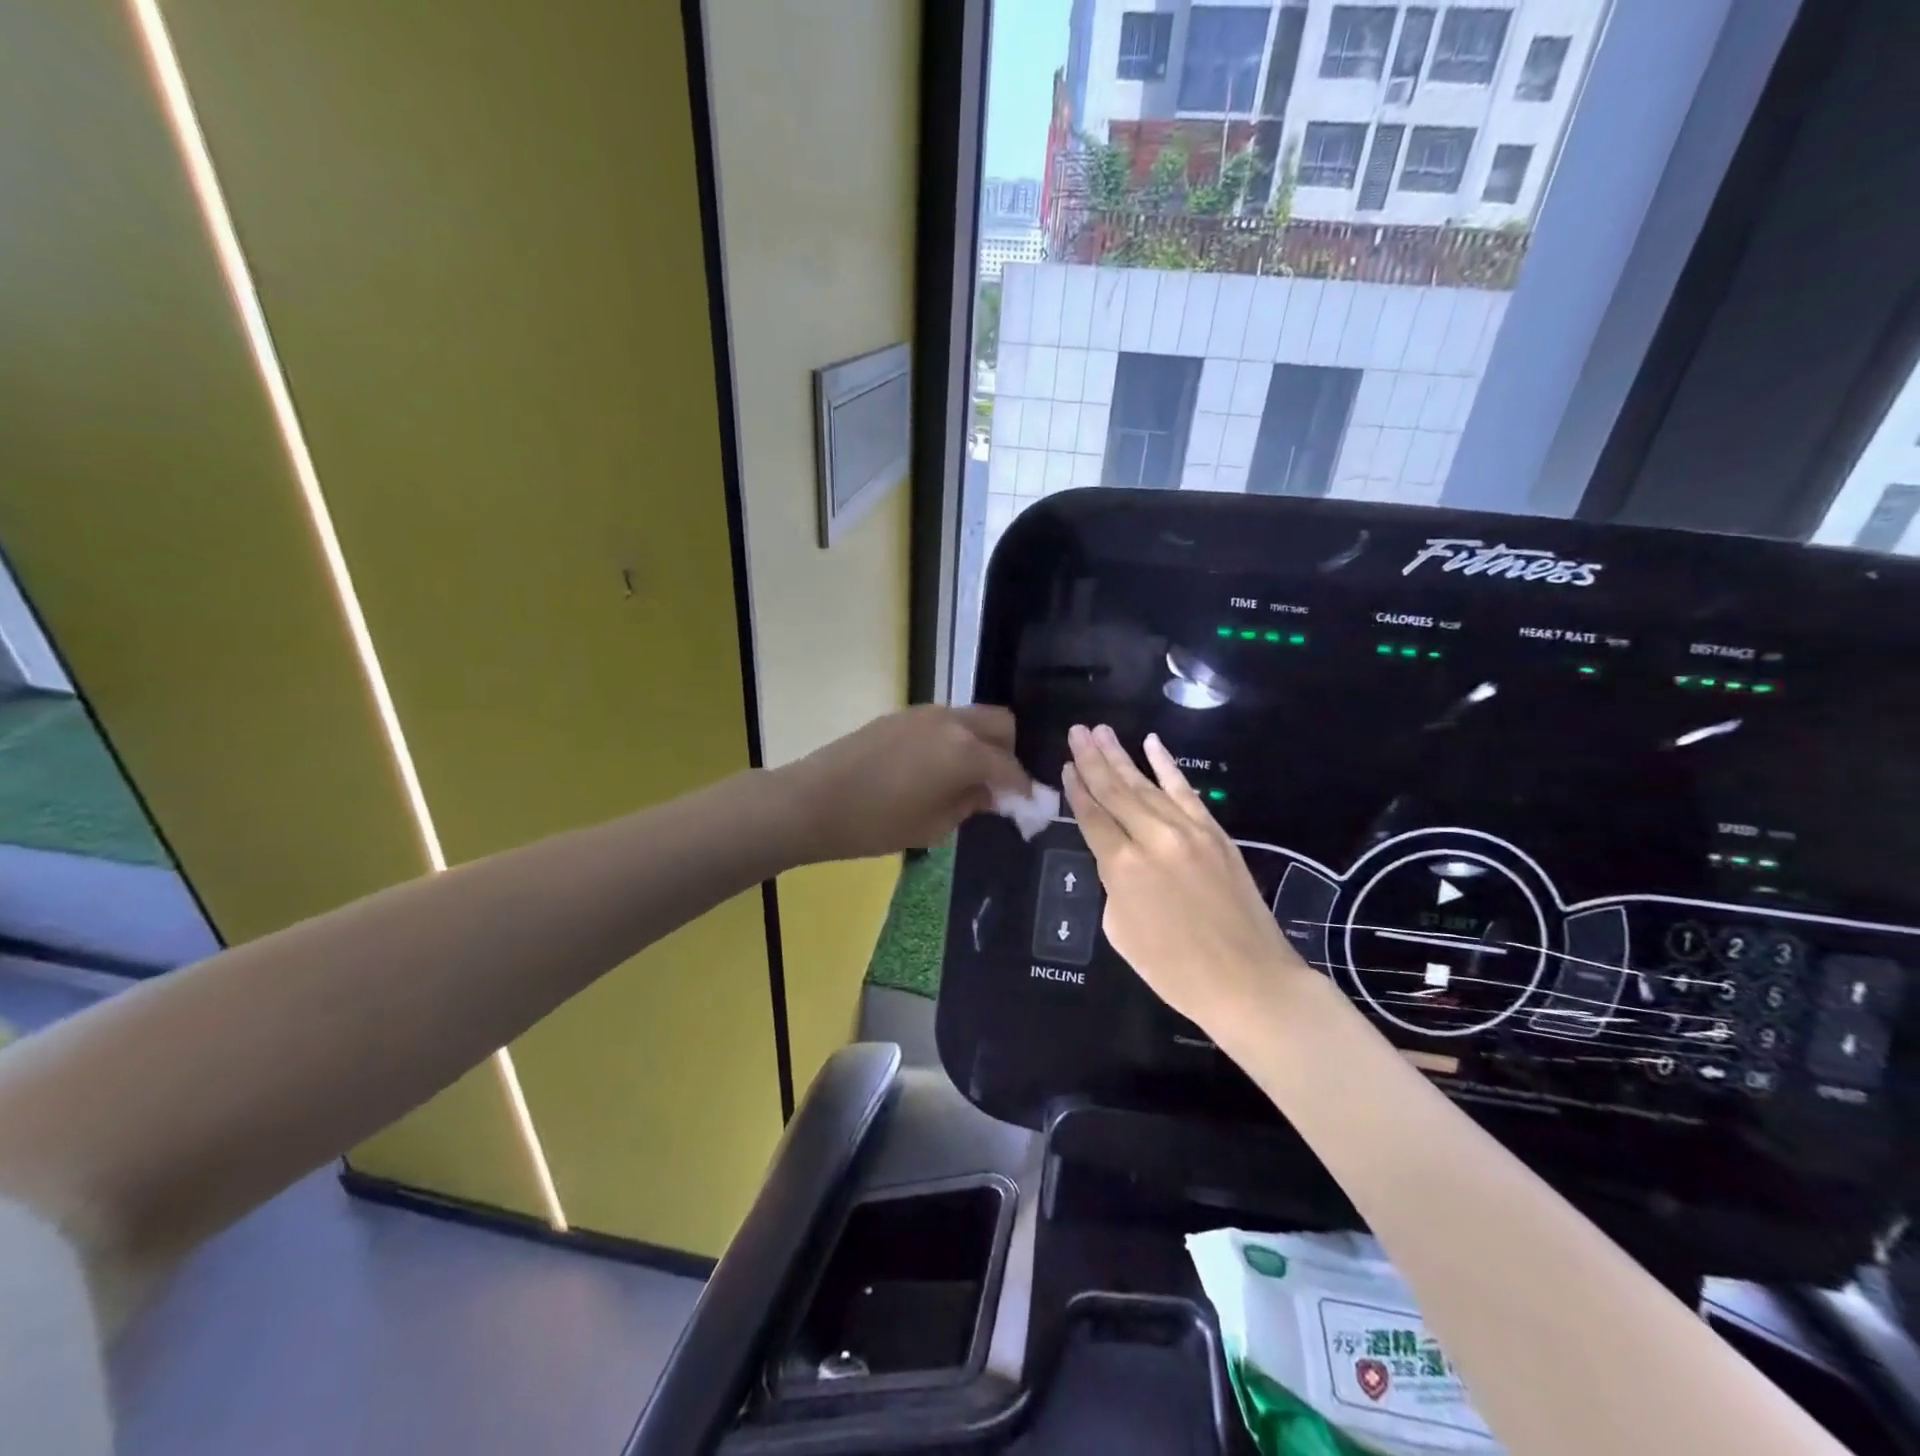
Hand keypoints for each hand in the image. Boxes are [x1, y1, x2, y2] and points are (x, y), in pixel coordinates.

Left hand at [777, 706, 1031, 862]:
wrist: (813, 801)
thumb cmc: (876, 824)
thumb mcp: (933, 826)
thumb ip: (971, 804)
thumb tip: (992, 794)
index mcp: (965, 751)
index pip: (1010, 767)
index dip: (1024, 790)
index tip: (1029, 809)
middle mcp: (951, 722)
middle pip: (1000, 724)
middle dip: (1008, 753)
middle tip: (997, 786)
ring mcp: (924, 713)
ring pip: (970, 718)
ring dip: (980, 743)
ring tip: (966, 778)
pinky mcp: (901, 715)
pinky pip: (944, 722)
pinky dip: (953, 739)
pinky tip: (936, 769)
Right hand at [1063, 724, 1309, 1036]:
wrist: (1248, 980)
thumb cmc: (1174, 970)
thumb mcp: (1121, 931)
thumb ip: (1113, 884)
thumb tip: (1118, 858)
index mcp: (1122, 867)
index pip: (1092, 817)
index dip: (1076, 790)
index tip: (1066, 765)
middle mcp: (1152, 838)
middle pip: (1116, 791)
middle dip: (1093, 759)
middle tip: (1077, 731)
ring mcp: (1188, 831)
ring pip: (1147, 785)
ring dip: (1122, 756)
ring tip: (1101, 732)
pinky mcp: (1215, 833)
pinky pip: (1186, 791)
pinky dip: (1167, 766)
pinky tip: (1152, 744)